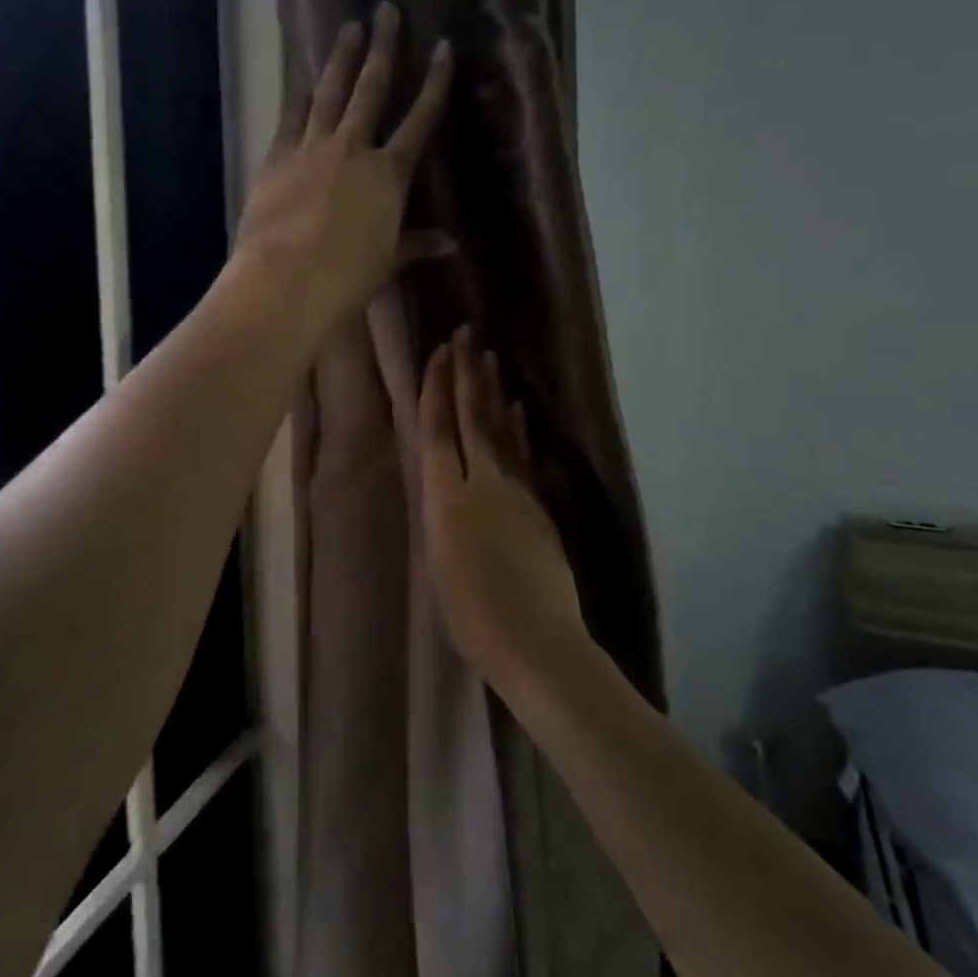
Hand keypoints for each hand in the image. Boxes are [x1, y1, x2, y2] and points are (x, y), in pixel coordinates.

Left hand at [232, 2, 452, 337]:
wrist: (287, 280)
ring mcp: (311, 148)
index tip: (443, 46)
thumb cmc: (347, 277)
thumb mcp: (388, 261)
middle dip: (383, 47)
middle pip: (371, 89)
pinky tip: (302, 78)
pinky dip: (299, 96)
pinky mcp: (277, 158)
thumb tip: (450, 244)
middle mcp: (353, 149)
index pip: (420, 119)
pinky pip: (291, 118)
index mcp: (389, 174)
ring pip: (329, 92)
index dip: (434, 82)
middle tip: (386, 9)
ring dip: (340, 58)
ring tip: (348, 28)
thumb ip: (416, 244)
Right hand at [419, 328, 587, 678]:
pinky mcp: (539, 506)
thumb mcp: (438, 563)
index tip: (439, 354)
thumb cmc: (472, 617)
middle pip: (471, 418)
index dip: (437, 389)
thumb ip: (442, 516)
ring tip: (488, 358)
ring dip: (493, 392)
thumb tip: (445, 490)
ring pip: (501, 430)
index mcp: (446, 499)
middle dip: (466, 374)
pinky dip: (520, 430)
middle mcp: (481, 483)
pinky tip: (519, 409)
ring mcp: (516, 492)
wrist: (536, 642)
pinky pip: (525, 457)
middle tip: (465, 334)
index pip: (438, 431)